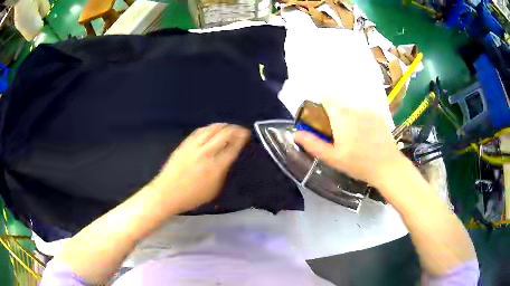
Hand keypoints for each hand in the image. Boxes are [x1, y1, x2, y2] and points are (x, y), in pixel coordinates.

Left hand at [149, 123, 249, 212]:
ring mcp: (195, 146)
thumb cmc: (192, 196)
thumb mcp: (214, 190)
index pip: (233, 147)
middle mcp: (207, 153)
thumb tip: (227, 160)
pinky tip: (212, 128)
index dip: (242, 138)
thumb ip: (223, 173)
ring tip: (228, 126)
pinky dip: (209, 127)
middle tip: (241, 129)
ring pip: (212, 129)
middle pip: (224, 134)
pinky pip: (199, 131)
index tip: (246, 135)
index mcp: (216, 167)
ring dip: (223, 125)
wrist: (168, 192)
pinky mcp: (185, 143)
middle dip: (235, 129)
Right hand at [294, 98, 404, 188]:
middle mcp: (355, 109)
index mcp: (341, 117)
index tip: (323, 121)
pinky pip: (365, 115)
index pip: (327, 98)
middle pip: (340, 107)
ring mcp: (369, 112)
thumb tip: (296, 133)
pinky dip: (363, 122)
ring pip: (353, 111)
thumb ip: (313, 144)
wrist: (388, 167)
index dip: (322, 106)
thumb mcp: (333, 158)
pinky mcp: (379, 117)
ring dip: (351, 120)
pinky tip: (368, 138)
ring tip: (356, 140)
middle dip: (337, 118)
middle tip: (340, 138)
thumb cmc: (358, 164)